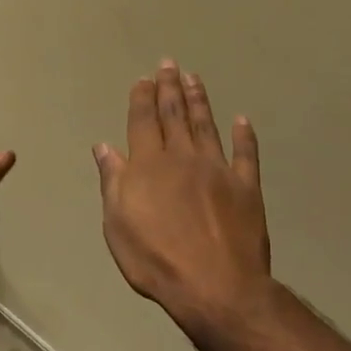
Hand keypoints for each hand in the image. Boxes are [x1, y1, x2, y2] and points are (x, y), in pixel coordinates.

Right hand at [94, 61, 270, 336]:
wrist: (216, 287)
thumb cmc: (156, 259)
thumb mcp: (118, 224)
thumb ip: (113, 181)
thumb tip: (104, 146)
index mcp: (149, 164)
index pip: (143, 120)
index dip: (142, 97)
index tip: (144, 78)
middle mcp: (183, 157)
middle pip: (174, 114)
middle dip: (170, 87)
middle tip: (170, 63)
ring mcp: (218, 169)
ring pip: (206, 125)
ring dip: (199, 100)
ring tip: (194, 78)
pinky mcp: (246, 187)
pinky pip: (246, 154)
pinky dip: (244, 136)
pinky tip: (242, 120)